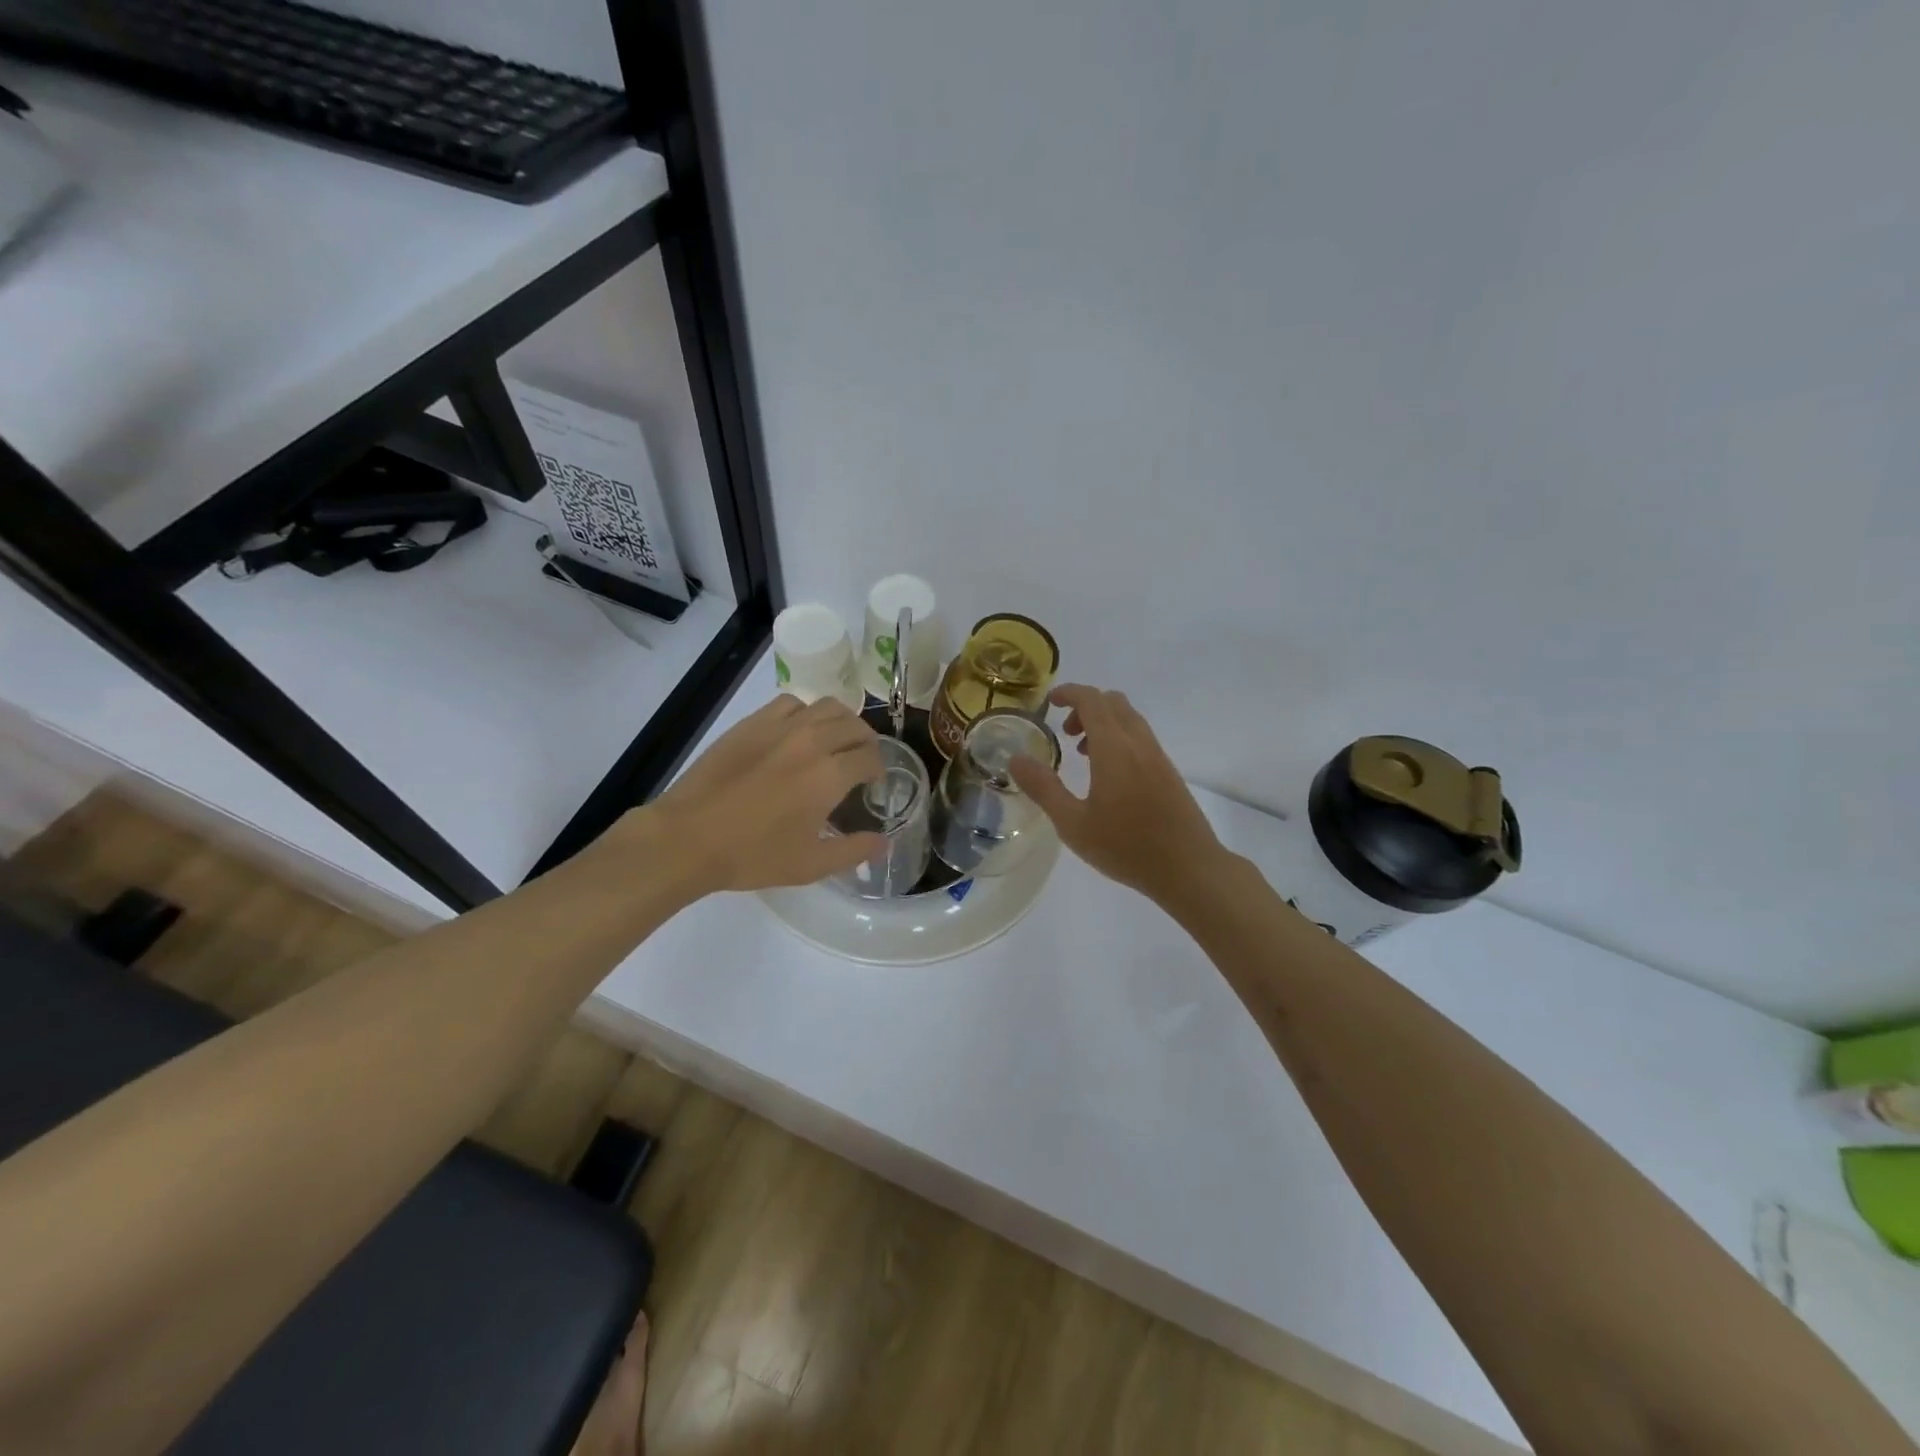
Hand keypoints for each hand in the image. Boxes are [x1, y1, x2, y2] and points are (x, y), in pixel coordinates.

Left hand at [643, 695, 885, 894]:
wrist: (689, 837)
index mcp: (830, 776)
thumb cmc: (753, 855)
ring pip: (827, 706)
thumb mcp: (811, 865)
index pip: (870, 756)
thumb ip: (854, 851)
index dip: (878, 769)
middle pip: (855, 726)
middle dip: (866, 743)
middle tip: (860, 762)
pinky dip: (806, 713)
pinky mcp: (752, 723)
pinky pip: (792, 704)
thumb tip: (885, 842)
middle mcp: (812, 742)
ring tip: (835, 741)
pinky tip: (798, 732)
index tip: (873, 783)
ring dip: (841, 721)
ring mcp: (780, 727)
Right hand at [1009, 684, 1226, 907]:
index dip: (1069, 693)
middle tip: (1065, 732)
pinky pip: (1141, 737)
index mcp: (1114, 748)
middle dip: (1086, 706)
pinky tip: (1109, 776)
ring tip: (1083, 755)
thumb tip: (1016, 759)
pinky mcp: (1169, 772)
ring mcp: (1158, 757)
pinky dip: (1120, 738)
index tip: (1049, 702)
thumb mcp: (1073, 823)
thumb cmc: (1125, 847)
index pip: (1092, 700)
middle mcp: (1139, 743)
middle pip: (1113, 703)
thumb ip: (1043, 788)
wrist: (1189, 868)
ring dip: (1104, 723)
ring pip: (1130, 719)